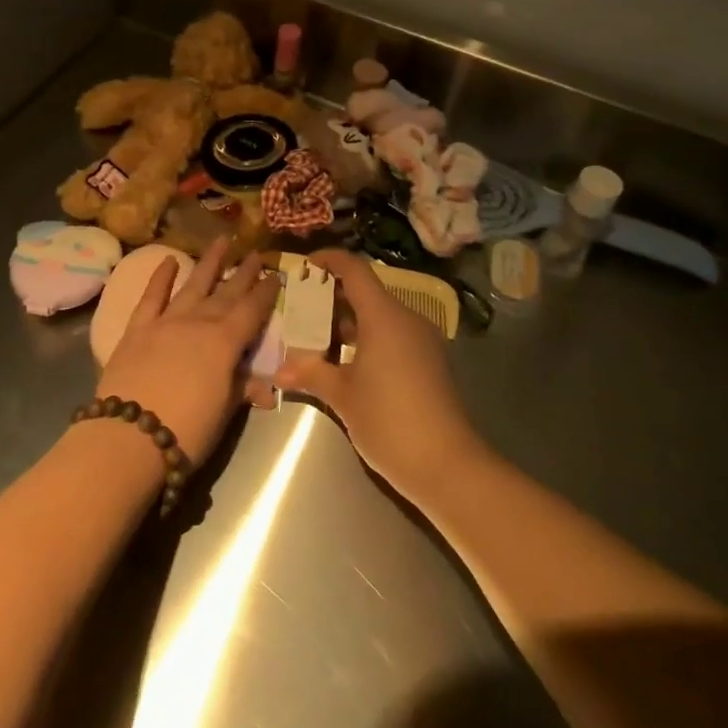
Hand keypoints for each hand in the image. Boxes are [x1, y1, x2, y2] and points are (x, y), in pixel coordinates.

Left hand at [96, 238, 278, 467]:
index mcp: (224, 342)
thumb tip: (265, 387)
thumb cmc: (186, 431)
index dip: (265, 293)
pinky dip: (160, 277)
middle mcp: (198, 322)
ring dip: (209, 263)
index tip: (276, 275)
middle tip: (256, 253)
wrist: (130, 436)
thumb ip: (241, 390)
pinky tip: (169, 261)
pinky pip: (152, 296)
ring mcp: (166, 321)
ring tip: (222, 240)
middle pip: (226, 293)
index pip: (251, 311)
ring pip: (193, 285)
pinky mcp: (138, 328)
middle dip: (243, 273)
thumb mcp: (224, 414)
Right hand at [274, 250, 480, 502]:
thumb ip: (310, 373)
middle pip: (366, 291)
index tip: (305, 265)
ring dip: (348, 320)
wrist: (449, 467)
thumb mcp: (342, 396)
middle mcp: (406, 319)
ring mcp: (421, 341)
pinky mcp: (429, 362)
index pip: (355, 269)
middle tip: (301, 307)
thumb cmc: (390, 421)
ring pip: (379, 315)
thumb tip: (278, 369)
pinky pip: (392, 334)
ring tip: (316, 336)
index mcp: (384, 315)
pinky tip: (345, 361)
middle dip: (332, 295)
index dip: (329, 260)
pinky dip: (367, 337)